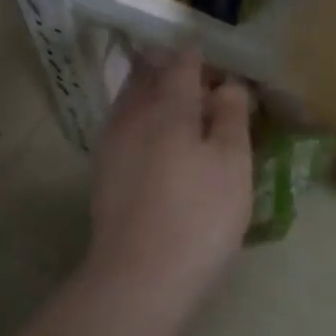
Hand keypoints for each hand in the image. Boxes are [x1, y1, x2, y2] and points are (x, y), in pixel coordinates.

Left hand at [87, 47, 254, 307]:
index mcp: (168, 103)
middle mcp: (133, 112)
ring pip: (131, 98)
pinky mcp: (102, 170)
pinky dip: (141, 120)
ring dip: (154, 93)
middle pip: (149, 72)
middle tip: (202, 86)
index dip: (203, 59)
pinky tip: (157, 144)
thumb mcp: (233, 162)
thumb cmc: (198, 215)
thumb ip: (231, 115)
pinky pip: (123, 125)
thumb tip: (228, 85)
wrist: (138, 277)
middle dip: (173, 69)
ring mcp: (112, 141)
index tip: (222, 71)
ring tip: (181, 112)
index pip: (183, 61)